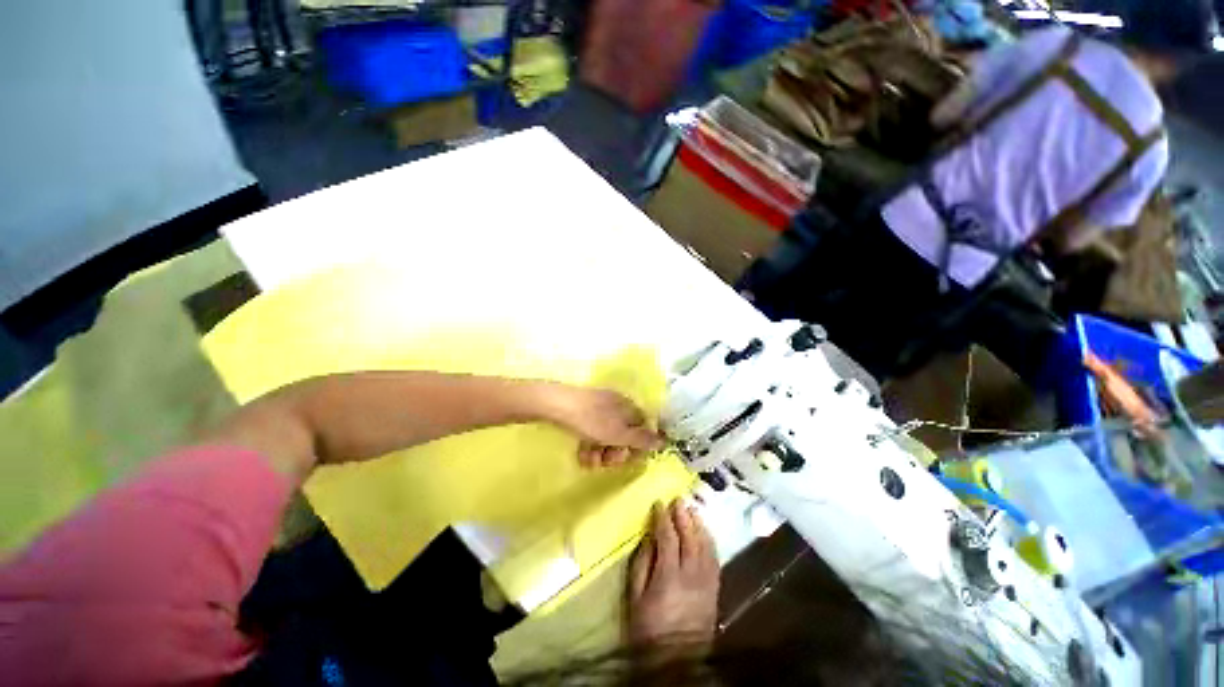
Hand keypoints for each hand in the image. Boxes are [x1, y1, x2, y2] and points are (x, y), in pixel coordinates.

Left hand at [541, 385, 664, 467]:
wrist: (556, 405)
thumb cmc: (591, 420)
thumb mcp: (618, 434)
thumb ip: (642, 440)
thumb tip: (664, 441)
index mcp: (629, 407)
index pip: (643, 428)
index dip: (637, 447)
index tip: (627, 460)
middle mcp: (618, 406)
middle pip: (625, 434)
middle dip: (616, 452)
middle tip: (605, 462)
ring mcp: (600, 408)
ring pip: (607, 436)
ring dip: (601, 453)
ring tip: (589, 462)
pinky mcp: (584, 413)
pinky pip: (593, 432)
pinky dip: (590, 445)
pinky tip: (581, 456)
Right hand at [626, 500, 719, 647]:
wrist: (676, 661)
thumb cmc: (648, 629)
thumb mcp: (635, 598)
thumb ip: (642, 564)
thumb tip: (648, 537)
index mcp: (668, 577)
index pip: (668, 538)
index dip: (663, 518)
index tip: (659, 503)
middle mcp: (691, 575)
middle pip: (690, 538)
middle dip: (683, 516)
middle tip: (678, 499)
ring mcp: (706, 582)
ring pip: (705, 545)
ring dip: (698, 524)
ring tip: (692, 509)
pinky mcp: (715, 589)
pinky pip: (715, 559)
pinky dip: (710, 541)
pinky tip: (705, 532)